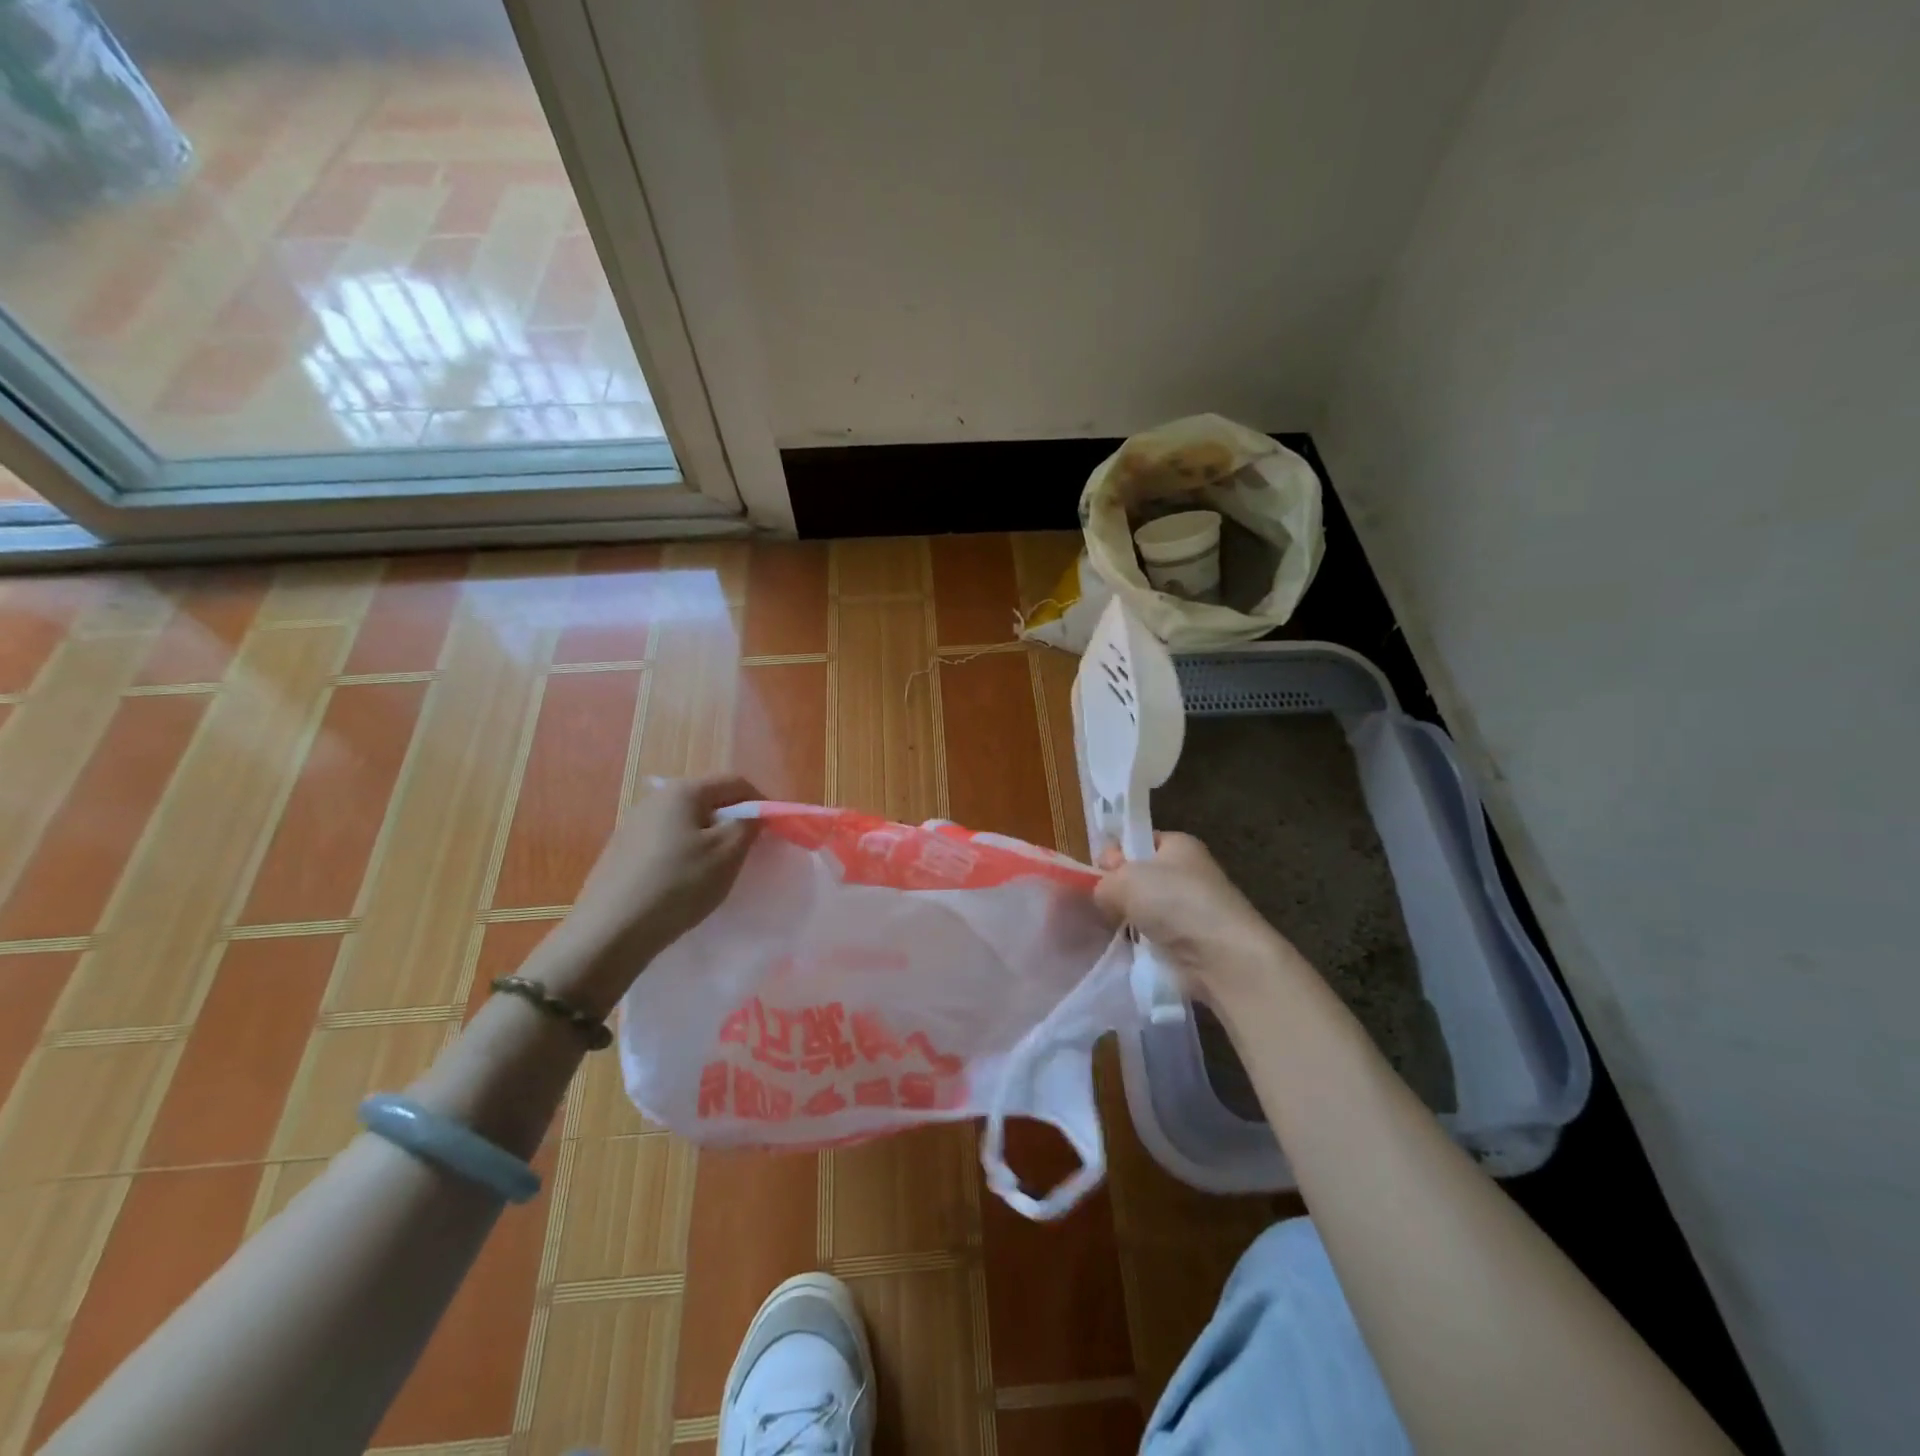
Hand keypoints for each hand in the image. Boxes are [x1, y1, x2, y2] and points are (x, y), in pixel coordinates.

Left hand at [537, 775, 761, 1011]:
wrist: (610, 933)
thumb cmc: (678, 885)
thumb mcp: (727, 854)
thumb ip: (749, 826)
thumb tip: (753, 815)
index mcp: (683, 791)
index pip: (735, 782)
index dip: (762, 802)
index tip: (775, 831)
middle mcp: (655, 799)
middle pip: (708, 800)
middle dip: (734, 821)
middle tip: (749, 852)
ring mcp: (633, 826)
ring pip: (686, 823)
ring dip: (708, 839)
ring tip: (718, 870)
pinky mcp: (620, 853)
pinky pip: (665, 844)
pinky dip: (684, 855)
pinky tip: (684, 884)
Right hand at [1094, 832, 1306, 1006]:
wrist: (1220, 955)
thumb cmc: (1174, 901)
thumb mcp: (1125, 879)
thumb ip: (1103, 881)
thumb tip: (1103, 894)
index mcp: (1178, 845)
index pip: (1139, 840)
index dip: (1117, 853)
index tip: (1101, 872)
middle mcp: (1187, 872)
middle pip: (1140, 876)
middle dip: (1119, 890)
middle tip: (1103, 904)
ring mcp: (1190, 909)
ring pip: (1145, 909)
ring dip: (1128, 920)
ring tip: (1112, 929)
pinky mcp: (1190, 941)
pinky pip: (1154, 936)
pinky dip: (1141, 943)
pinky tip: (1129, 948)